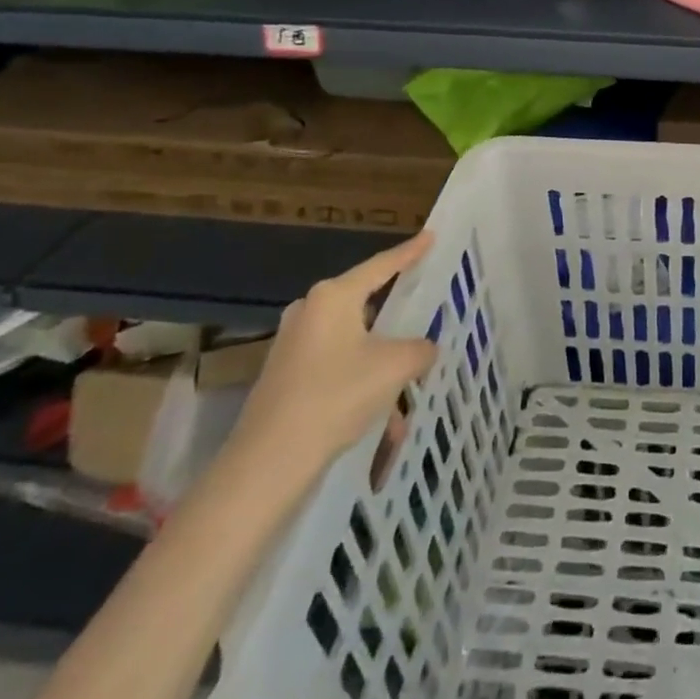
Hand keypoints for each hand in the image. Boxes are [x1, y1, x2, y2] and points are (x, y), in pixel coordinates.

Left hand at [230, 234, 437, 469]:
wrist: (269, 462)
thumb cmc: (336, 396)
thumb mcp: (396, 366)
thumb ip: (420, 348)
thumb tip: (424, 349)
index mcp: (333, 297)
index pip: (381, 265)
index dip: (410, 252)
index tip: (430, 236)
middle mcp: (309, 312)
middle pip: (365, 303)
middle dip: (396, 316)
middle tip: (424, 311)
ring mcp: (294, 345)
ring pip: (354, 341)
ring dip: (382, 362)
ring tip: (409, 388)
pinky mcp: (287, 376)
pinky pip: (337, 366)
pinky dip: (363, 383)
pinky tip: (384, 419)